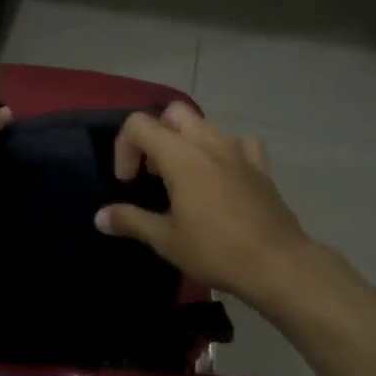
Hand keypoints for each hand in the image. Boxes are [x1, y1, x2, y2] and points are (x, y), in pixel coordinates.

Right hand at [94, 104, 331, 308]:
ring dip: (187, 141)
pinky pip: (240, 143)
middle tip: (154, 172)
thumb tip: (99, 217)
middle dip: (157, 134)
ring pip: (205, 124)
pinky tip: (223, 175)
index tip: (128, 182)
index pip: (139, 124)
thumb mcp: (165, 239)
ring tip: (184, 178)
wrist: (276, 263)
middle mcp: (208, 142)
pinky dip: (225, 151)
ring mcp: (238, 150)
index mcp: (180, 155)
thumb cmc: (215, 250)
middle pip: (173, 113)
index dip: (124, 148)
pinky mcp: (260, 165)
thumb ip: (130, 221)